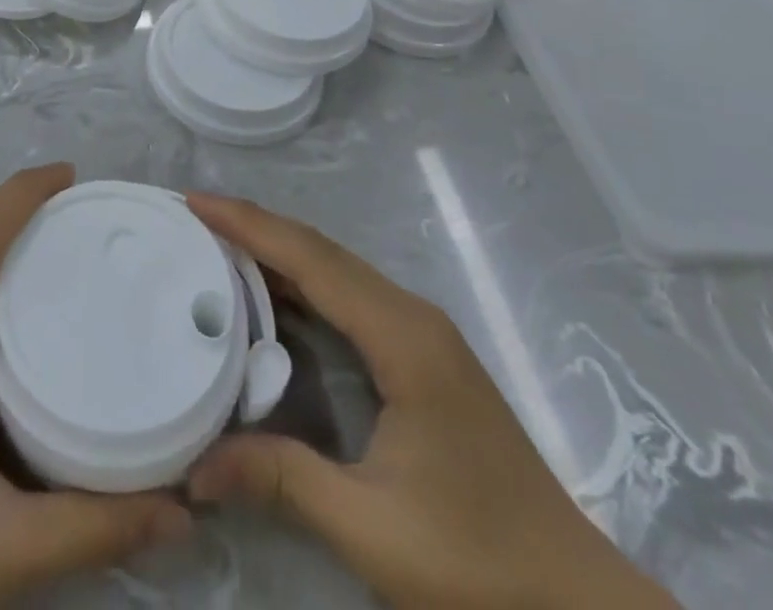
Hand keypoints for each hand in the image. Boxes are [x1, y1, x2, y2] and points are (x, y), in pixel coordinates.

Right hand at [185, 195, 676, 609]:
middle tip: (194, 214)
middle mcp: (411, 317)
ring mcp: (421, 334)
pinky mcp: (422, 356)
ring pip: (336, 268)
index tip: (194, 203)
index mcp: (402, 337)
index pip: (311, 259)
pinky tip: (271, 295)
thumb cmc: (480, 565)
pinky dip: (302, 282)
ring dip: (277, 249)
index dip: (249, 225)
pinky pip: (349, 296)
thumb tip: (194, 468)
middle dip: (255, 225)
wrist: (579, 606)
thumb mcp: (372, 529)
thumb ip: (281, 481)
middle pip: (321, 250)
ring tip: (218, 241)